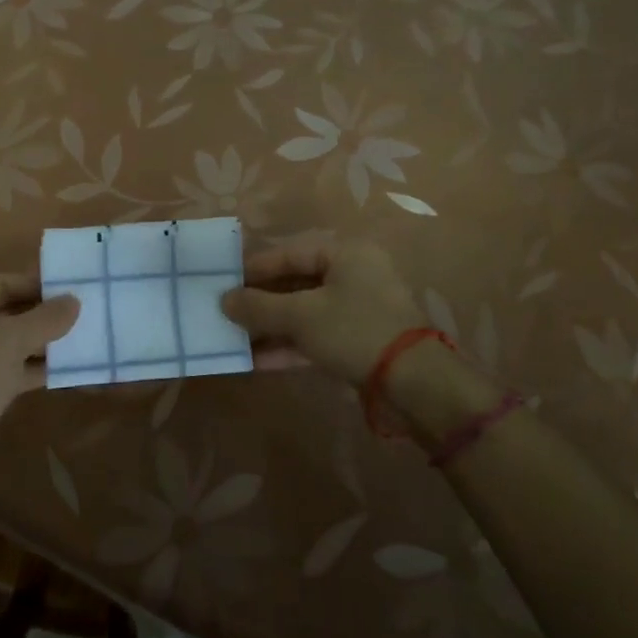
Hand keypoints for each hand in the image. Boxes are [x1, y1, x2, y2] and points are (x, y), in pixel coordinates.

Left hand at [0, 274, 78, 507]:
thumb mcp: (9, 340)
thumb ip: (45, 318)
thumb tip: (74, 300)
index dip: (32, 284)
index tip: (68, 287)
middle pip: (4, 314)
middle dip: (41, 314)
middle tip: (80, 311)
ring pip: (9, 346)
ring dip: (42, 343)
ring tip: (81, 337)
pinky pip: (10, 373)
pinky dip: (35, 370)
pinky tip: (67, 369)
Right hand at [221, 238, 424, 385]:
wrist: (414, 384)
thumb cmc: (354, 330)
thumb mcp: (301, 315)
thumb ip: (258, 306)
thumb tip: (223, 300)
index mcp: (345, 253)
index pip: (289, 253)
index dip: (254, 269)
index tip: (223, 282)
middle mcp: (352, 275)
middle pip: (295, 283)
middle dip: (259, 302)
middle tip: (225, 312)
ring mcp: (356, 311)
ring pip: (303, 313)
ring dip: (269, 328)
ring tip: (233, 339)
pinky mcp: (357, 342)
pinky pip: (314, 337)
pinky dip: (288, 346)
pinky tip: (255, 361)